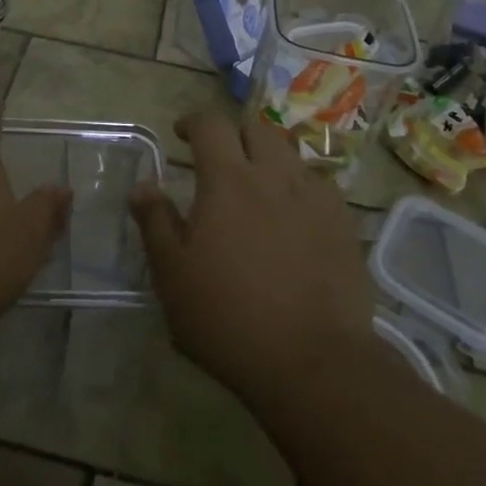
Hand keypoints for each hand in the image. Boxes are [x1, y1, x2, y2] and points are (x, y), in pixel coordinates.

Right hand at [130, 112, 374, 404]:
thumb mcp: (173, 276)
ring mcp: (314, 197)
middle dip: (235, 136)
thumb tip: (142, 186)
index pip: (210, 125)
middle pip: (256, 130)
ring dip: (269, 159)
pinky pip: (320, 186)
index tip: (182, 134)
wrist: (314, 363)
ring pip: (291, 154)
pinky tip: (295, 216)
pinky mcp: (343, 224)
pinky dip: (301, 188)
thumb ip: (155, 223)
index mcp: (227, 180)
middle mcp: (273, 176)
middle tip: (221, 161)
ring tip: (259, 187)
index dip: (193, 122)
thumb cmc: (229, 318)